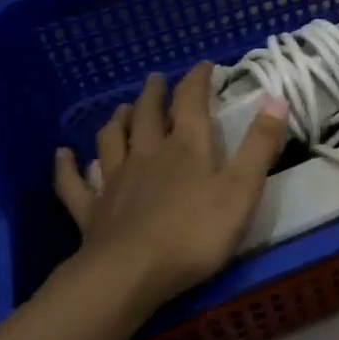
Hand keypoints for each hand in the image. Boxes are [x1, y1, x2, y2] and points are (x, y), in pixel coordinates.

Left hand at [53, 64, 288, 311]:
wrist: (131, 274)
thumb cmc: (195, 233)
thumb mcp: (242, 189)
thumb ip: (260, 146)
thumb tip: (276, 98)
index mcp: (186, 147)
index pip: (191, 102)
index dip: (197, 80)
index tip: (203, 65)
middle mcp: (147, 154)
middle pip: (147, 115)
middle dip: (154, 94)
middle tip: (155, 79)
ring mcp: (115, 181)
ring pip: (111, 140)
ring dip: (117, 121)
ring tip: (121, 109)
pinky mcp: (91, 210)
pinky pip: (74, 183)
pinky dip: (67, 167)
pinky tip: (62, 156)